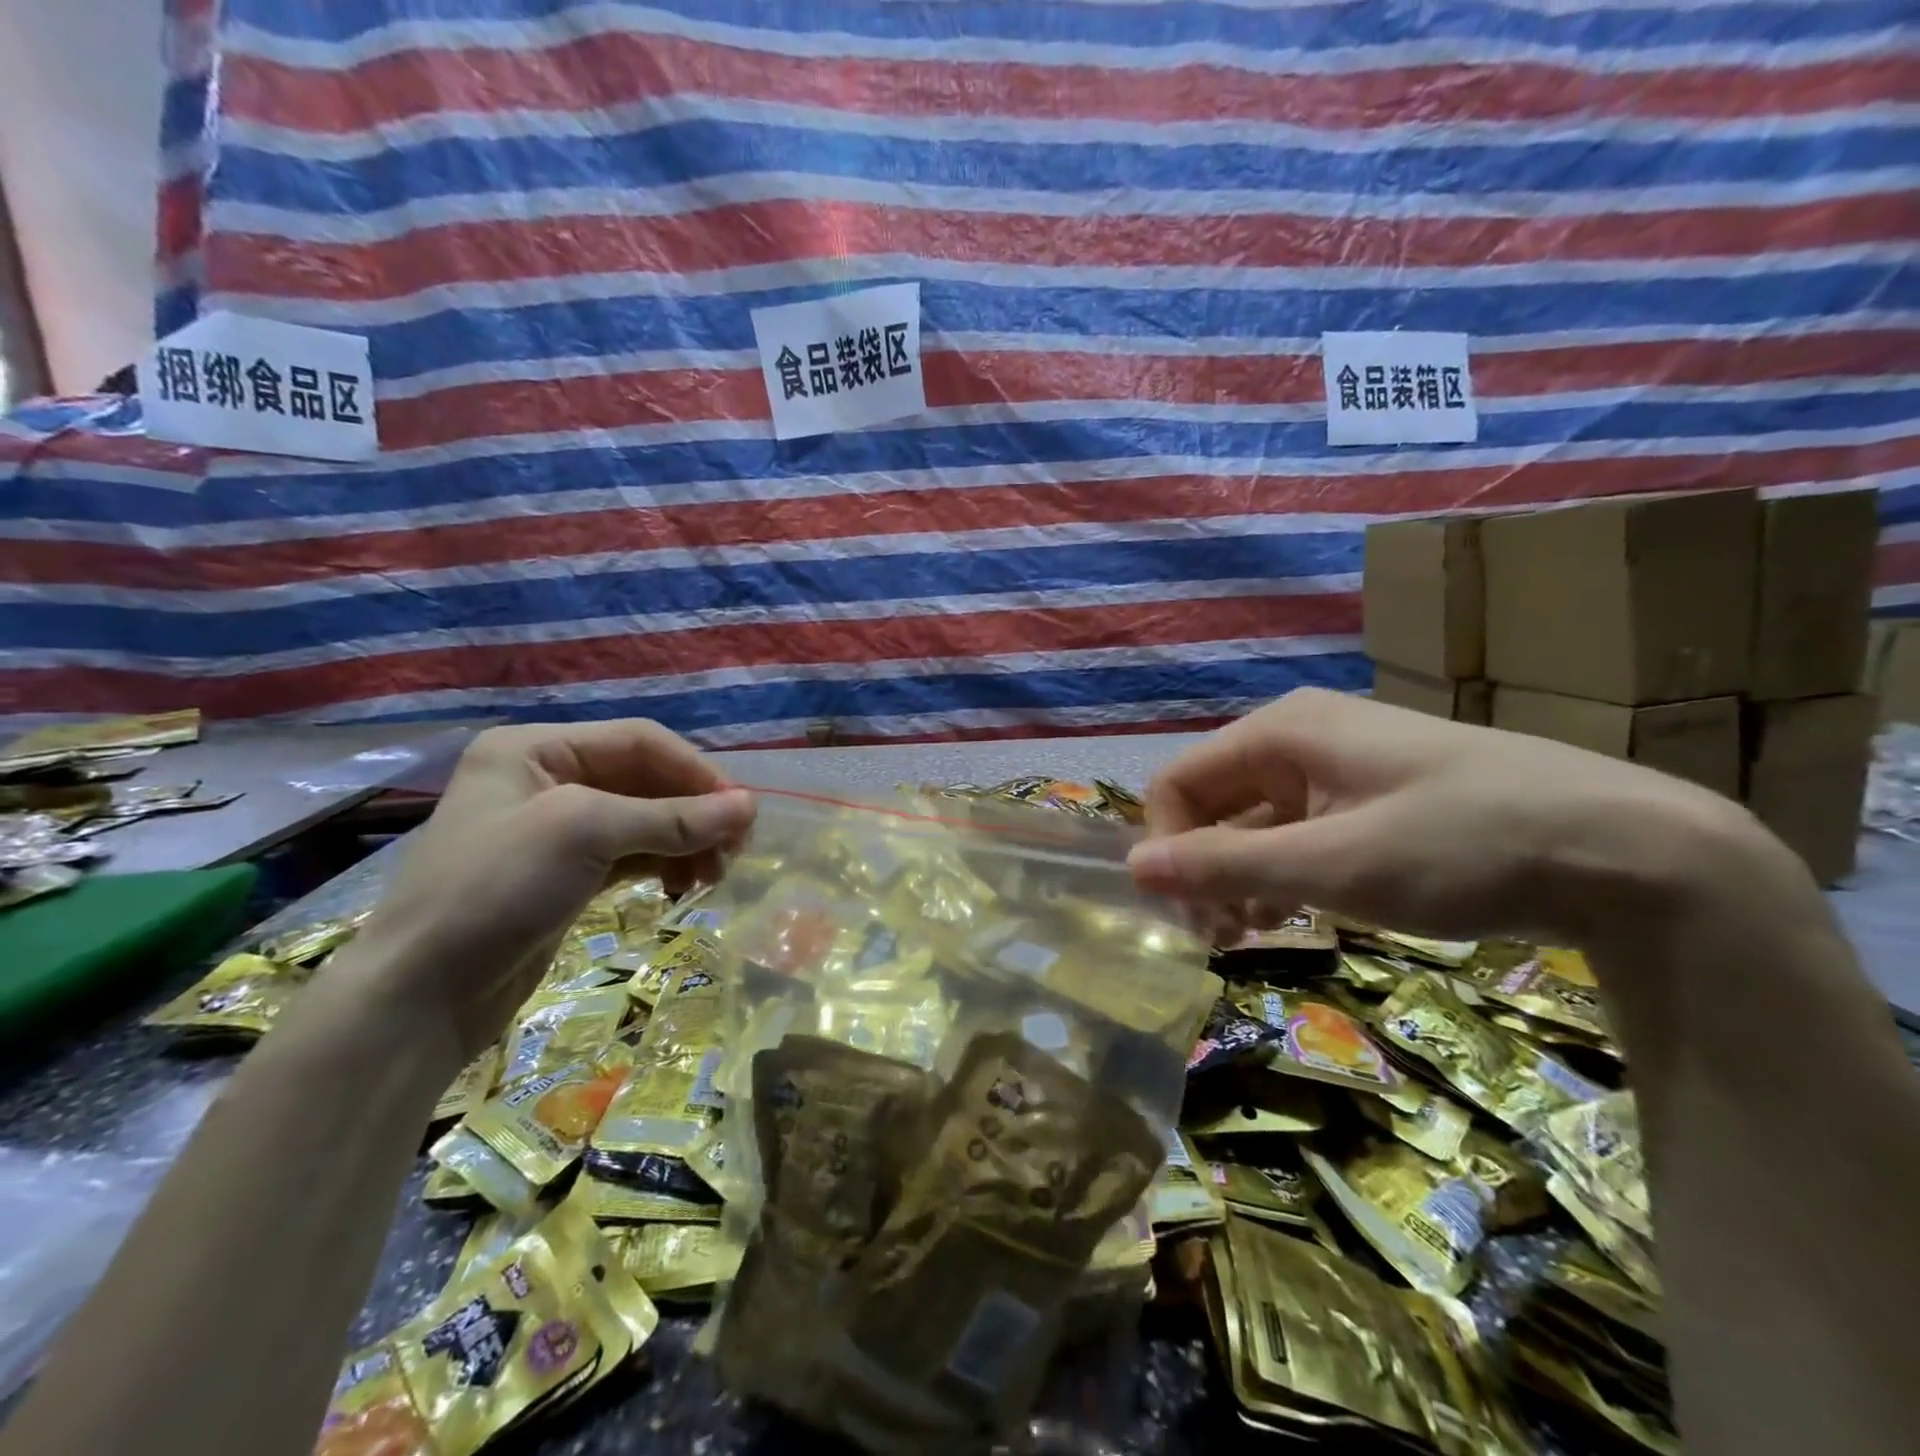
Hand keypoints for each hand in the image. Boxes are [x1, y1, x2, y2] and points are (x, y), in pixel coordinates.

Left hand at [327, 721, 753, 1060]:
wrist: (418, 997)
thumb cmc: (494, 891)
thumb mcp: (585, 835)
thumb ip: (672, 819)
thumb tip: (750, 807)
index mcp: (537, 749)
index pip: (640, 741)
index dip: (696, 771)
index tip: (742, 810)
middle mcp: (548, 778)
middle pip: (646, 780)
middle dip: (694, 811)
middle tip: (737, 848)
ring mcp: (557, 829)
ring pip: (645, 820)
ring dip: (686, 841)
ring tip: (715, 875)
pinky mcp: (567, 874)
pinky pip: (632, 855)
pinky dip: (665, 864)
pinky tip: (687, 885)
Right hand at [1127, 688, 1795, 952]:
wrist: (1629, 852)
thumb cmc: (1462, 845)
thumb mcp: (1332, 864)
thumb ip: (1224, 865)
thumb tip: (1132, 868)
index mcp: (1279, 732)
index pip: (1179, 782)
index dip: (1168, 846)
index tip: (1188, 916)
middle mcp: (1299, 740)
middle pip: (1213, 803)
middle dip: (1203, 868)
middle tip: (1218, 939)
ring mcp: (1337, 769)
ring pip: (1253, 823)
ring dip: (1238, 878)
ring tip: (1250, 935)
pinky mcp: (1371, 801)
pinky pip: (1298, 834)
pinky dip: (1282, 875)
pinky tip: (1291, 915)